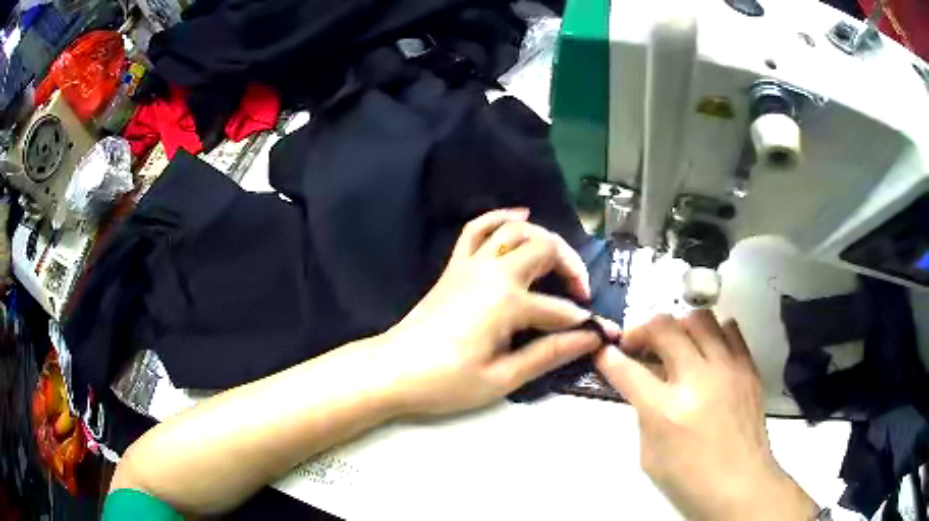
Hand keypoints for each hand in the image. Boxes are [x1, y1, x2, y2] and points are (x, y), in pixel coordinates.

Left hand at [376, 209, 618, 415]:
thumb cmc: (445, 382)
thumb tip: (588, 339)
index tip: (605, 334)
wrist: (393, 370)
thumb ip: (548, 354)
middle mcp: (492, 273)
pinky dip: (501, 217)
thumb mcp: (502, 378)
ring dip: (544, 239)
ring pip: (516, 231)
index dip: (587, 325)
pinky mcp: (455, 266)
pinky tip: (521, 216)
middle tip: (580, 294)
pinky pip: (477, 229)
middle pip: (545, 250)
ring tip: (559, 262)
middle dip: (572, 268)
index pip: (560, 311)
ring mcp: (471, 265)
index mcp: (506, 304)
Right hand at [595, 311, 817, 520]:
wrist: (740, 484)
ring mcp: (727, 369)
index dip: (608, 357)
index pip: (628, 370)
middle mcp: (698, 380)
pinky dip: (713, 333)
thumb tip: (644, 387)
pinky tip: (708, 351)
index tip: (603, 351)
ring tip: (676, 344)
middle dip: (642, 330)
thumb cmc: (690, 480)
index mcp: (666, 411)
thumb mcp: (650, 456)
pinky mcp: (748, 368)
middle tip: (638, 345)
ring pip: (699, 318)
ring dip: (679, 327)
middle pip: (664, 328)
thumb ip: (645, 415)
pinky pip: (730, 330)